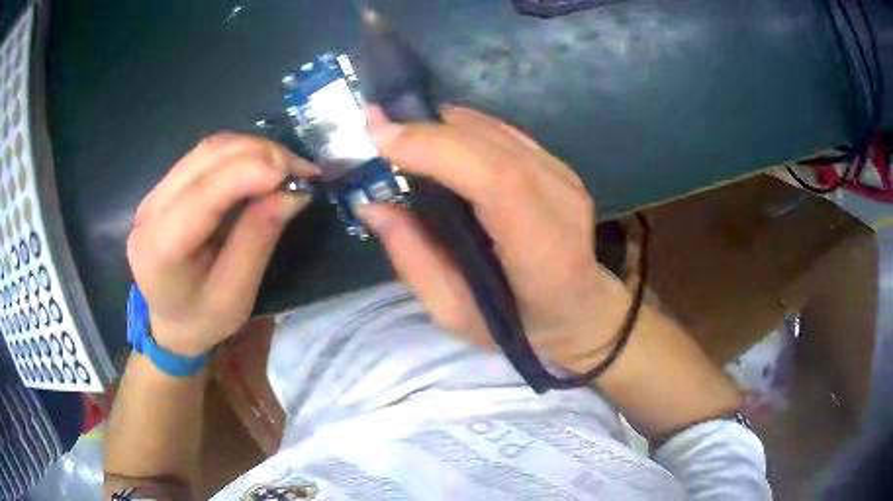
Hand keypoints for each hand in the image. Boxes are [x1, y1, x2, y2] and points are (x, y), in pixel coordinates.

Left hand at [127, 134, 318, 355]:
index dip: (250, 172)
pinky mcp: (166, 185)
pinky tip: (263, 167)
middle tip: (301, 170)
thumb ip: (258, 239)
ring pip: (209, 148)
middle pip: (207, 157)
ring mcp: (155, 191)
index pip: (204, 194)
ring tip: (287, 167)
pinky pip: (207, 155)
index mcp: (160, 247)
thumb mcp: (236, 295)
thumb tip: (292, 191)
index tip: (297, 174)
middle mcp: (151, 209)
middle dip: (260, 153)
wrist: (171, 322)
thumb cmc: (203, 319)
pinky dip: (241, 154)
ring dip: (254, 149)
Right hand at [360, 107, 631, 370]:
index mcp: (545, 253)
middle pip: (493, 147)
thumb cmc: (520, 324)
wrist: (581, 308)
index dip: (438, 150)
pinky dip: (463, 128)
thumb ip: (415, 261)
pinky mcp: (560, 167)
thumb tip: (373, 205)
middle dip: (426, 131)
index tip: (381, 138)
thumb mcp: (456, 314)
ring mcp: (566, 179)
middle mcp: (563, 204)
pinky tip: (436, 138)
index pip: (498, 182)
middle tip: (375, 123)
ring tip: (397, 131)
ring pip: (496, 132)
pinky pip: (504, 133)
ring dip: (440, 125)